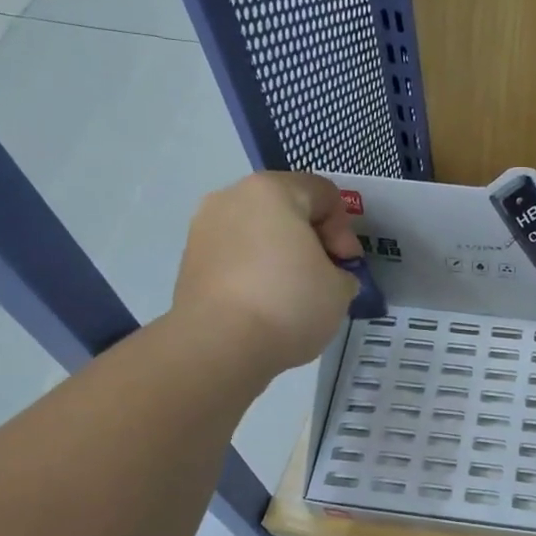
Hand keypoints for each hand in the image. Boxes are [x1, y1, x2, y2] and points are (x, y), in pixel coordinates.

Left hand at [172, 171, 360, 375]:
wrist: (219, 345)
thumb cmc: (289, 303)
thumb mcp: (340, 290)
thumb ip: (342, 274)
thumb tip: (328, 277)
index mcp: (273, 190)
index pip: (323, 194)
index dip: (345, 230)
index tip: (346, 266)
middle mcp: (232, 197)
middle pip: (286, 209)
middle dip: (310, 240)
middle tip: (324, 278)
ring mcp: (204, 228)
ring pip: (257, 233)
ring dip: (280, 256)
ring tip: (293, 295)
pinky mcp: (189, 261)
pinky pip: (235, 257)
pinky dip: (254, 273)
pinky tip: (265, 306)